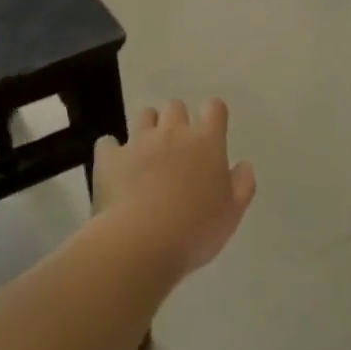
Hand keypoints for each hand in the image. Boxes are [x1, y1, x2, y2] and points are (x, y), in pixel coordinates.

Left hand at [92, 99, 256, 279]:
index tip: (212, 132)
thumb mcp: (232, 213)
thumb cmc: (195, 230)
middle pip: (175, 107)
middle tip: (178, 148)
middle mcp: (173, 133)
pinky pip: (108, 142)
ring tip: (148, 152)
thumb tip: (242, 165)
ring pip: (144, 115)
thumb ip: (242, 184)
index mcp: (206, 143)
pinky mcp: (109, 157)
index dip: (213, 115)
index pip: (214, 108)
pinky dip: (112, 150)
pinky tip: (116, 166)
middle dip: (177, 120)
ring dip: (148, 127)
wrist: (140, 242)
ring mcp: (138, 142)